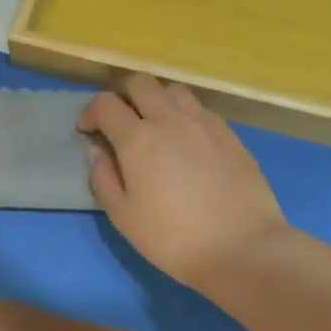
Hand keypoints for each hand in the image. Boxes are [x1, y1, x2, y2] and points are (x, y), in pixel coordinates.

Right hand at [78, 76, 288, 293]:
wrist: (242, 248)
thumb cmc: (174, 239)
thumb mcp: (124, 217)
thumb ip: (103, 178)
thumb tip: (96, 150)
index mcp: (138, 139)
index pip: (106, 103)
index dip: (91, 112)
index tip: (88, 130)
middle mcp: (170, 119)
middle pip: (141, 83)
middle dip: (123, 96)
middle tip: (121, 123)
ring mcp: (204, 123)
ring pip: (174, 90)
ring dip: (157, 100)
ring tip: (156, 127)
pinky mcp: (230, 133)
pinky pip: (200, 109)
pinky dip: (184, 115)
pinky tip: (187, 142)